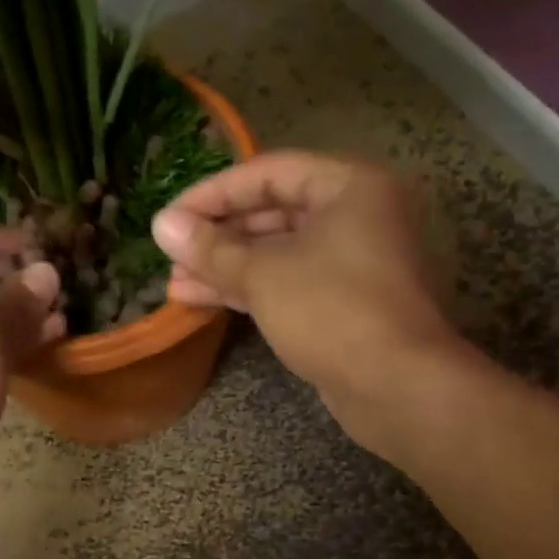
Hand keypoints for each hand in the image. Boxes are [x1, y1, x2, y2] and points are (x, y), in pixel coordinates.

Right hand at [151, 152, 463, 443]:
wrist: (396, 386)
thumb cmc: (333, 311)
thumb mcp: (264, 274)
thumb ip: (212, 248)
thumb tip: (162, 225)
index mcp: (351, 186)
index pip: (269, 172)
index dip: (213, 193)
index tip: (169, 217)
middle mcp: (358, 217)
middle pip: (275, 213)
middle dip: (219, 236)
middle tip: (171, 254)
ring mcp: (354, 264)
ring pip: (280, 255)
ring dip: (228, 267)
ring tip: (177, 284)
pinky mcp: (346, 305)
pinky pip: (291, 285)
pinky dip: (252, 290)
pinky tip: (205, 300)